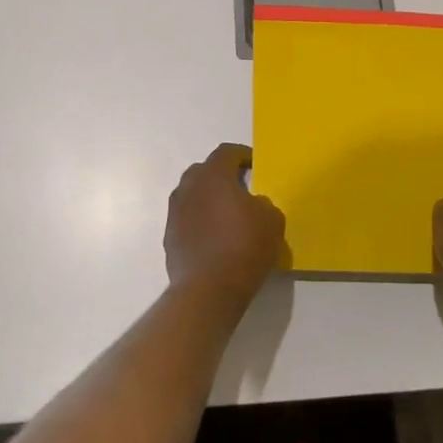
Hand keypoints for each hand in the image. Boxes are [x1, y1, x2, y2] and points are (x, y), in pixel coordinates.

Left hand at [165, 143, 285, 306]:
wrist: (208, 290)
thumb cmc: (244, 246)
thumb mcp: (272, 219)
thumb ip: (263, 203)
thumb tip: (253, 204)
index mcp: (213, 175)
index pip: (226, 152)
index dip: (243, 155)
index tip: (255, 165)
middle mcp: (189, 187)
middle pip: (205, 171)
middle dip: (223, 176)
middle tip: (242, 189)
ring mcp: (175, 212)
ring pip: (194, 195)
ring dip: (209, 199)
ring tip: (228, 216)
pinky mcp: (170, 236)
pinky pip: (188, 219)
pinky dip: (201, 221)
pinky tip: (215, 238)